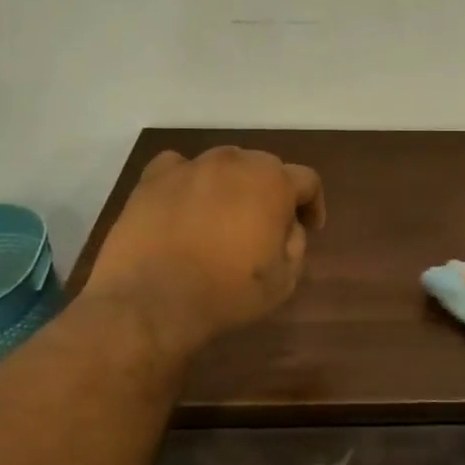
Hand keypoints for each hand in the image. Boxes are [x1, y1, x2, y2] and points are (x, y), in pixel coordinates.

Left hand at [86, 146, 324, 354]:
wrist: (152, 301)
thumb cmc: (227, 293)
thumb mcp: (285, 279)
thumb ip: (296, 244)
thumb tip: (287, 227)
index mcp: (273, 183)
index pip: (307, 180)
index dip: (312, 204)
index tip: (309, 228)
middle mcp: (234, 163)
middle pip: (264, 166)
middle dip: (271, 191)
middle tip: (265, 224)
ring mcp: (191, 166)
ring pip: (223, 164)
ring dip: (231, 184)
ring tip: (223, 216)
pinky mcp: (152, 178)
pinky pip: (179, 168)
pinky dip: (189, 181)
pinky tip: (185, 204)